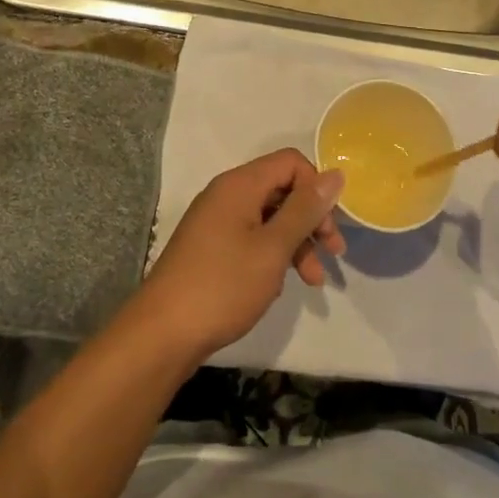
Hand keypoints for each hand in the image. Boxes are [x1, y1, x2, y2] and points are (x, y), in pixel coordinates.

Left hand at [136, 149, 345, 359]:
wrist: (162, 335)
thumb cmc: (223, 286)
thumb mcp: (273, 248)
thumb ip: (305, 209)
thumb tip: (335, 173)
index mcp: (240, 185)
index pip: (291, 163)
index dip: (315, 187)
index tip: (329, 225)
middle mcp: (227, 194)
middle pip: (282, 189)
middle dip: (311, 218)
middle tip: (333, 252)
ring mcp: (216, 222)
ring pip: (270, 217)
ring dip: (297, 243)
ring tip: (314, 280)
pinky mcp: (211, 247)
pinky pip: (253, 237)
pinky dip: (274, 254)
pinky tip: (282, 283)